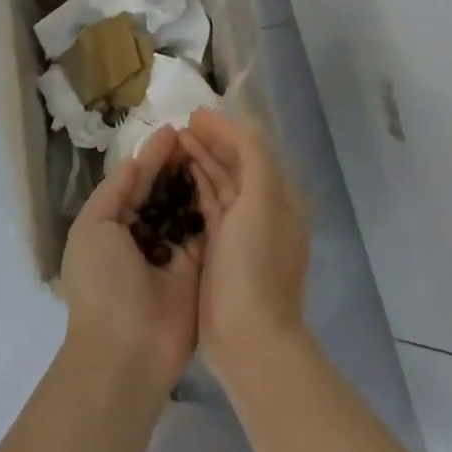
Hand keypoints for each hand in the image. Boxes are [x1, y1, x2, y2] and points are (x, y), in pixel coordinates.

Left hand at [58, 126, 204, 400]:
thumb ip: (114, 191)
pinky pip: (206, 231)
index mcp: (111, 226)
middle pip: (164, 192)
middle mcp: (142, 236)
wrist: (127, 350)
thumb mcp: (93, 228)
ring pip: (187, 208)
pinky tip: (228, 181)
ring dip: (197, 181)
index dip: (153, 157)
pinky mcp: (198, 268)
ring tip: (217, 151)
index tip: (175, 129)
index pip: (135, 182)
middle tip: (202, 135)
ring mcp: (172, 253)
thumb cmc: (103, 283)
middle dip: (178, 165)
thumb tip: (134, 160)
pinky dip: (213, 207)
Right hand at [179, 107, 310, 391]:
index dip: (225, 129)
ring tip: (171, 145)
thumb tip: (237, 125)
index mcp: (280, 196)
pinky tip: (174, 179)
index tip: (193, 114)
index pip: (252, 149)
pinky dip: (194, 190)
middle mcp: (263, 210)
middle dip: (209, 143)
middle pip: (235, 165)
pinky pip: (208, 209)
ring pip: (219, 186)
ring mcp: (241, 233)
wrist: (249, 337)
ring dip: (199, 163)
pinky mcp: (220, 251)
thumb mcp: (262, 201)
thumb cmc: (255, 265)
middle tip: (177, 127)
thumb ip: (253, 157)